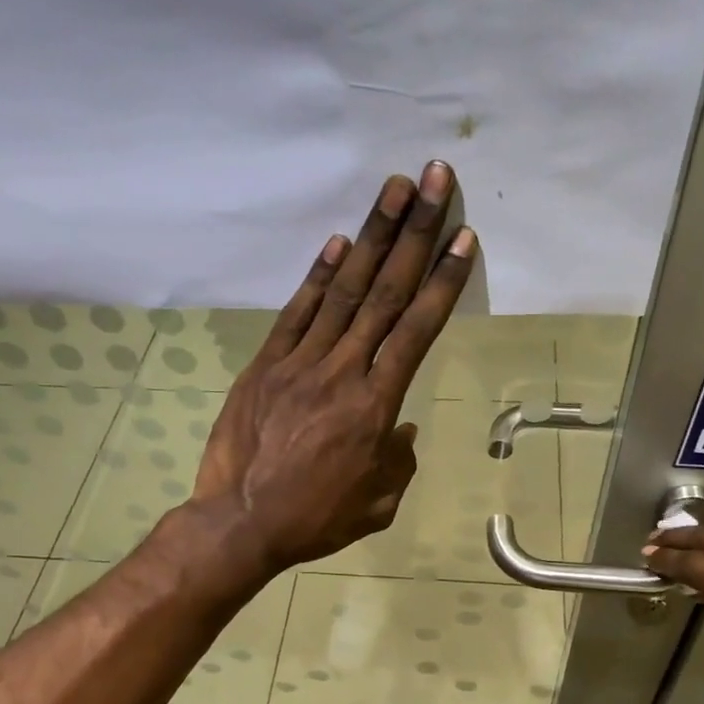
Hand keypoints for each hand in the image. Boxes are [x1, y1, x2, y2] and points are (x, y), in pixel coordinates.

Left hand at [190, 160, 475, 570]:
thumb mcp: (378, 503)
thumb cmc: (315, 519)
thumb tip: (400, 429)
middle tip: (435, 180)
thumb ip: (398, 461)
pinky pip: (297, 313)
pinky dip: (319, 276)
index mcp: (377, 406)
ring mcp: (300, 363)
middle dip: (414, 233)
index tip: (462, 237)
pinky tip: (339, 243)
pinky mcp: (265, 365)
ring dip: (371, 237)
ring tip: (393, 189)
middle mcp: (343, 372)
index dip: (442, 281)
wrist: (240, 523)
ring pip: (344, 292)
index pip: (417, 331)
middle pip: (386, 294)